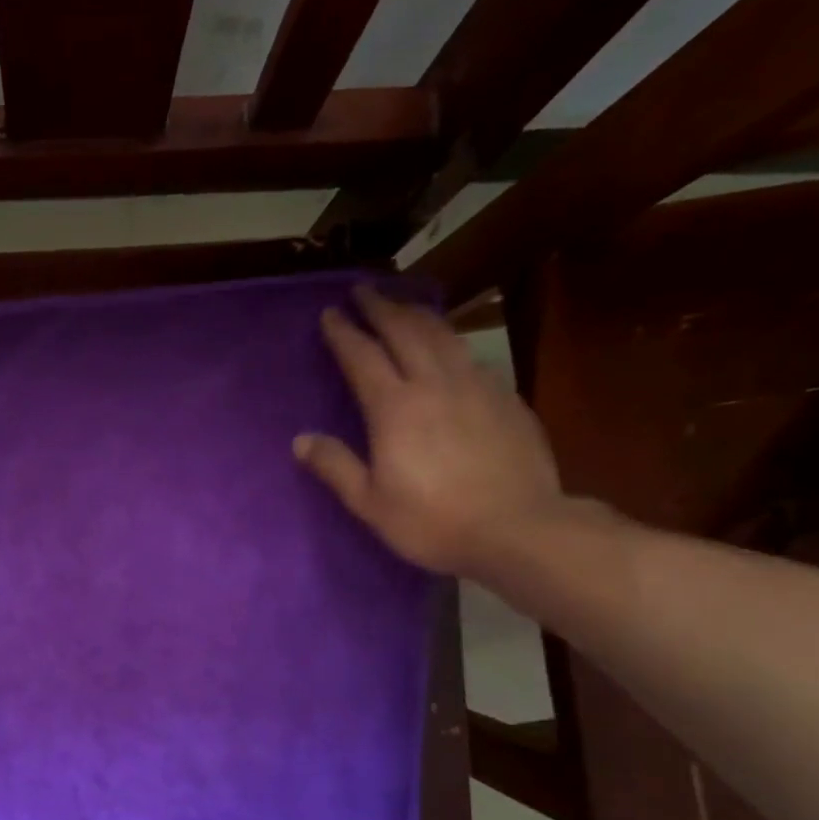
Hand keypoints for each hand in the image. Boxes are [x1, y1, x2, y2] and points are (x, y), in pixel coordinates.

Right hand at [294, 285, 566, 577]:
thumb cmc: (433, 522)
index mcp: (395, 408)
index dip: (344, 332)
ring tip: (401, 305)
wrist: (518, 529)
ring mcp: (475, 386)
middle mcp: (434, 384)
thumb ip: (335, 466)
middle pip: (404, 331)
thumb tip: (300, 440)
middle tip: (362, 290)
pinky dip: (450, 340)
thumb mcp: (370, 504)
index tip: (330, 313)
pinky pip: (470, 355)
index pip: (363, 356)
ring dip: (416, 314)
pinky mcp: (505, 397)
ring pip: (442, 334)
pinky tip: (448, 346)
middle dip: (380, 307)